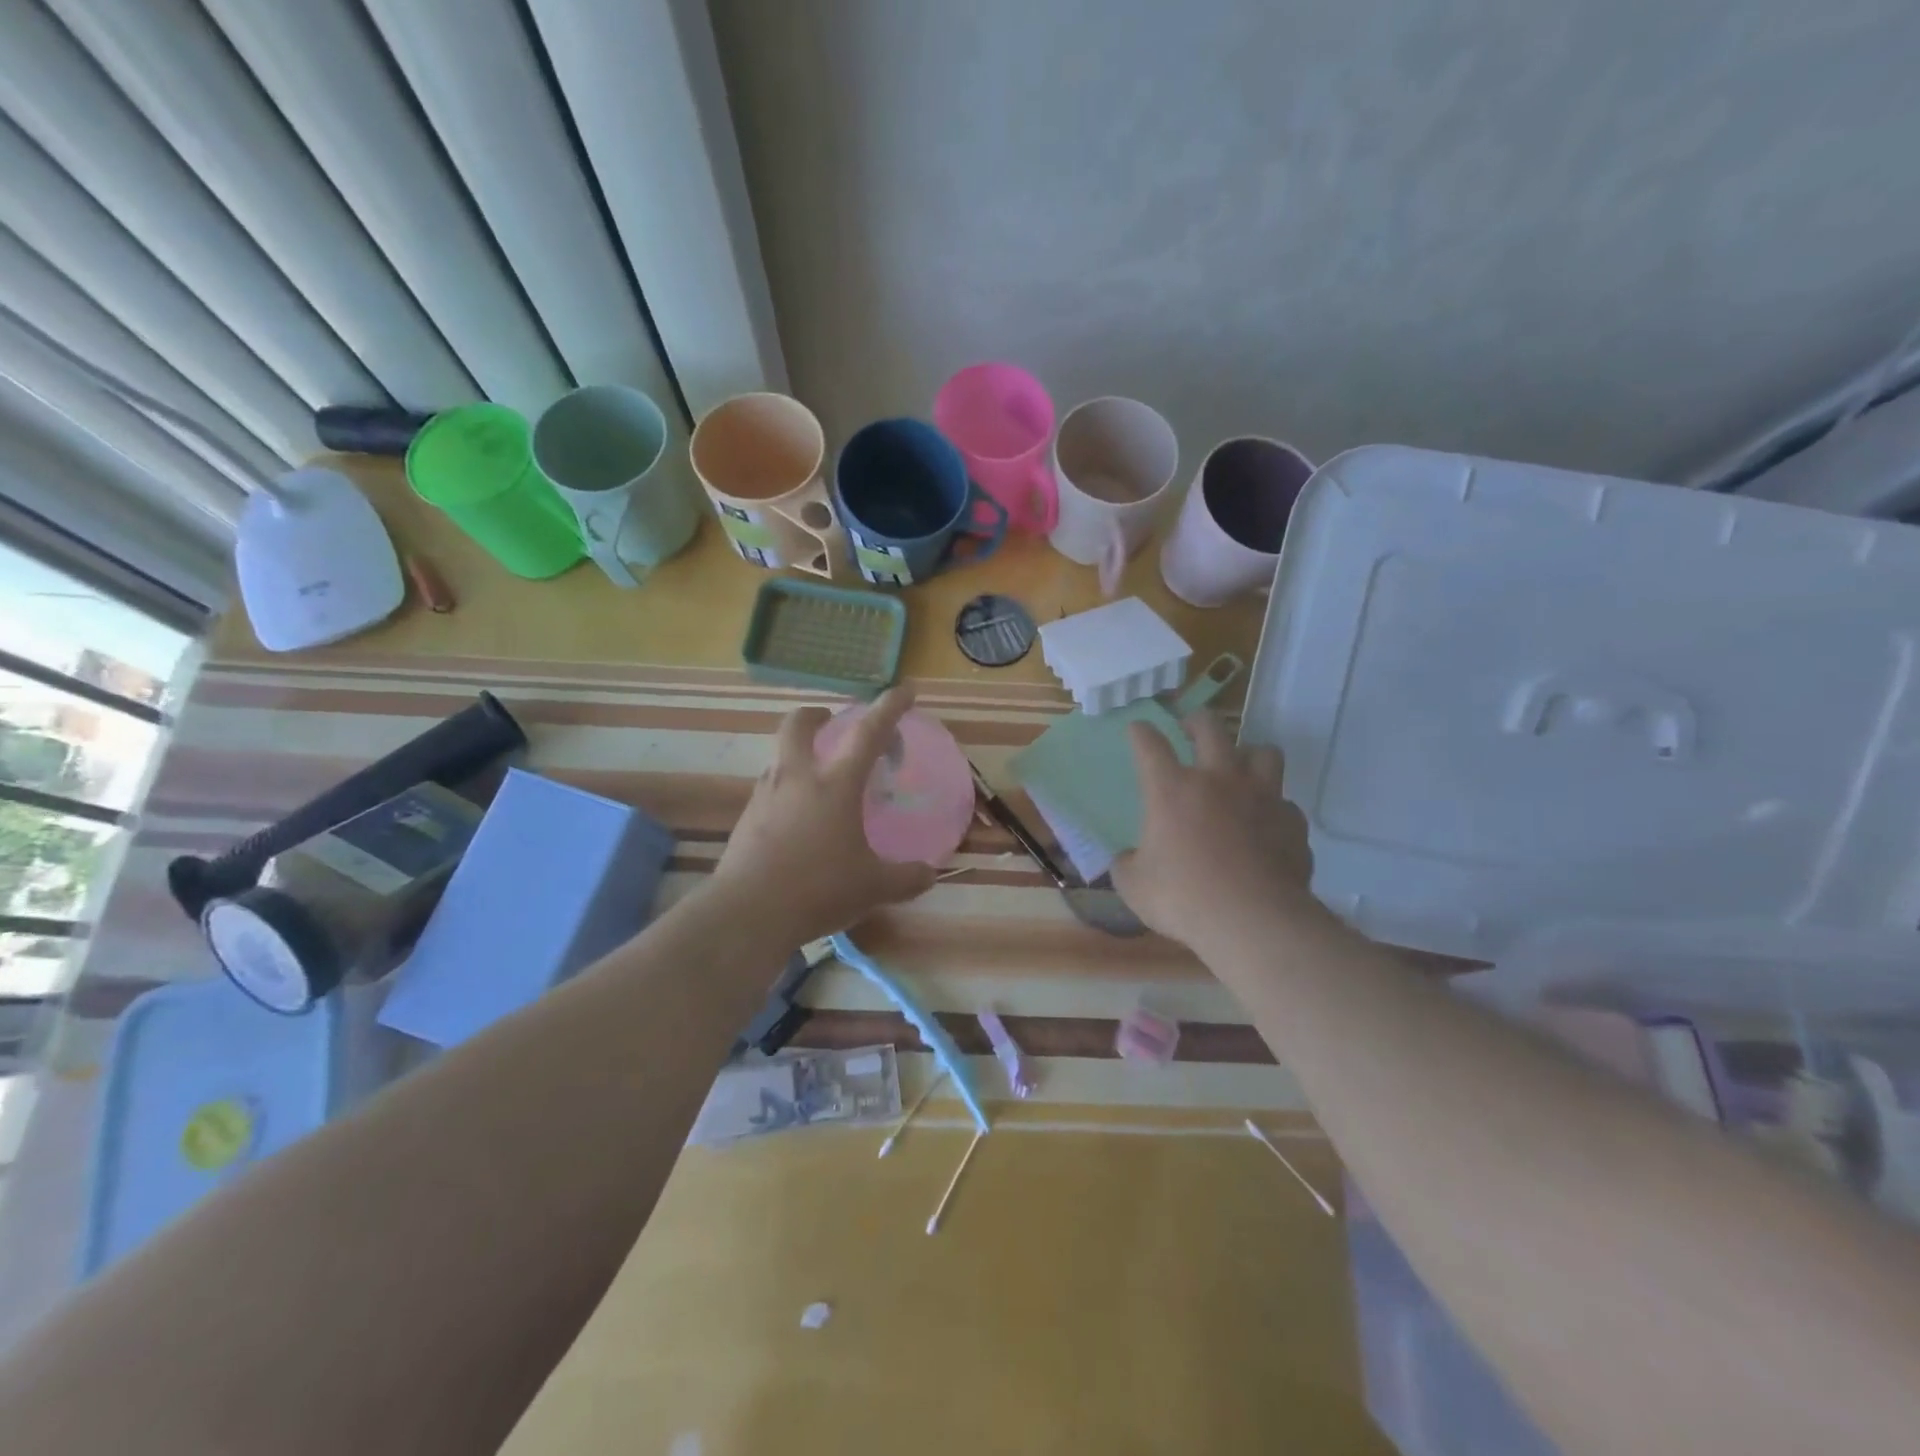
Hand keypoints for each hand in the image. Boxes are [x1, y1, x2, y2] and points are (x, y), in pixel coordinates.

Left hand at [709, 687, 938, 945]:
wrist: (747, 913)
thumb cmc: (818, 889)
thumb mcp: (873, 887)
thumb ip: (906, 878)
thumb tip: (930, 873)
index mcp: (835, 784)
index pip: (869, 733)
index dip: (890, 707)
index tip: (905, 689)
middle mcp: (797, 778)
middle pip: (799, 725)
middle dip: (816, 715)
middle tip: (831, 723)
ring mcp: (765, 796)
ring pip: (780, 757)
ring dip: (799, 755)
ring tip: (819, 782)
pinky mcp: (745, 819)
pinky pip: (770, 790)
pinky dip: (786, 791)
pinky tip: (798, 822)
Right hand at [1110, 710, 1320, 951]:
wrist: (1254, 922)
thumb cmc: (1184, 899)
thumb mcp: (1134, 886)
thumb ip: (1127, 864)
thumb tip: (1128, 858)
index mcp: (1172, 790)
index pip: (1150, 745)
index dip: (1140, 732)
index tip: (1137, 730)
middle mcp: (1218, 780)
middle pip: (1210, 728)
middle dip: (1196, 721)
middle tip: (1190, 729)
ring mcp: (1262, 797)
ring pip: (1264, 752)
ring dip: (1249, 754)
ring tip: (1241, 767)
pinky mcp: (1292, 822)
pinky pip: (1285, 803)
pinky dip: (1273, 808)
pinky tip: (1266, 825)